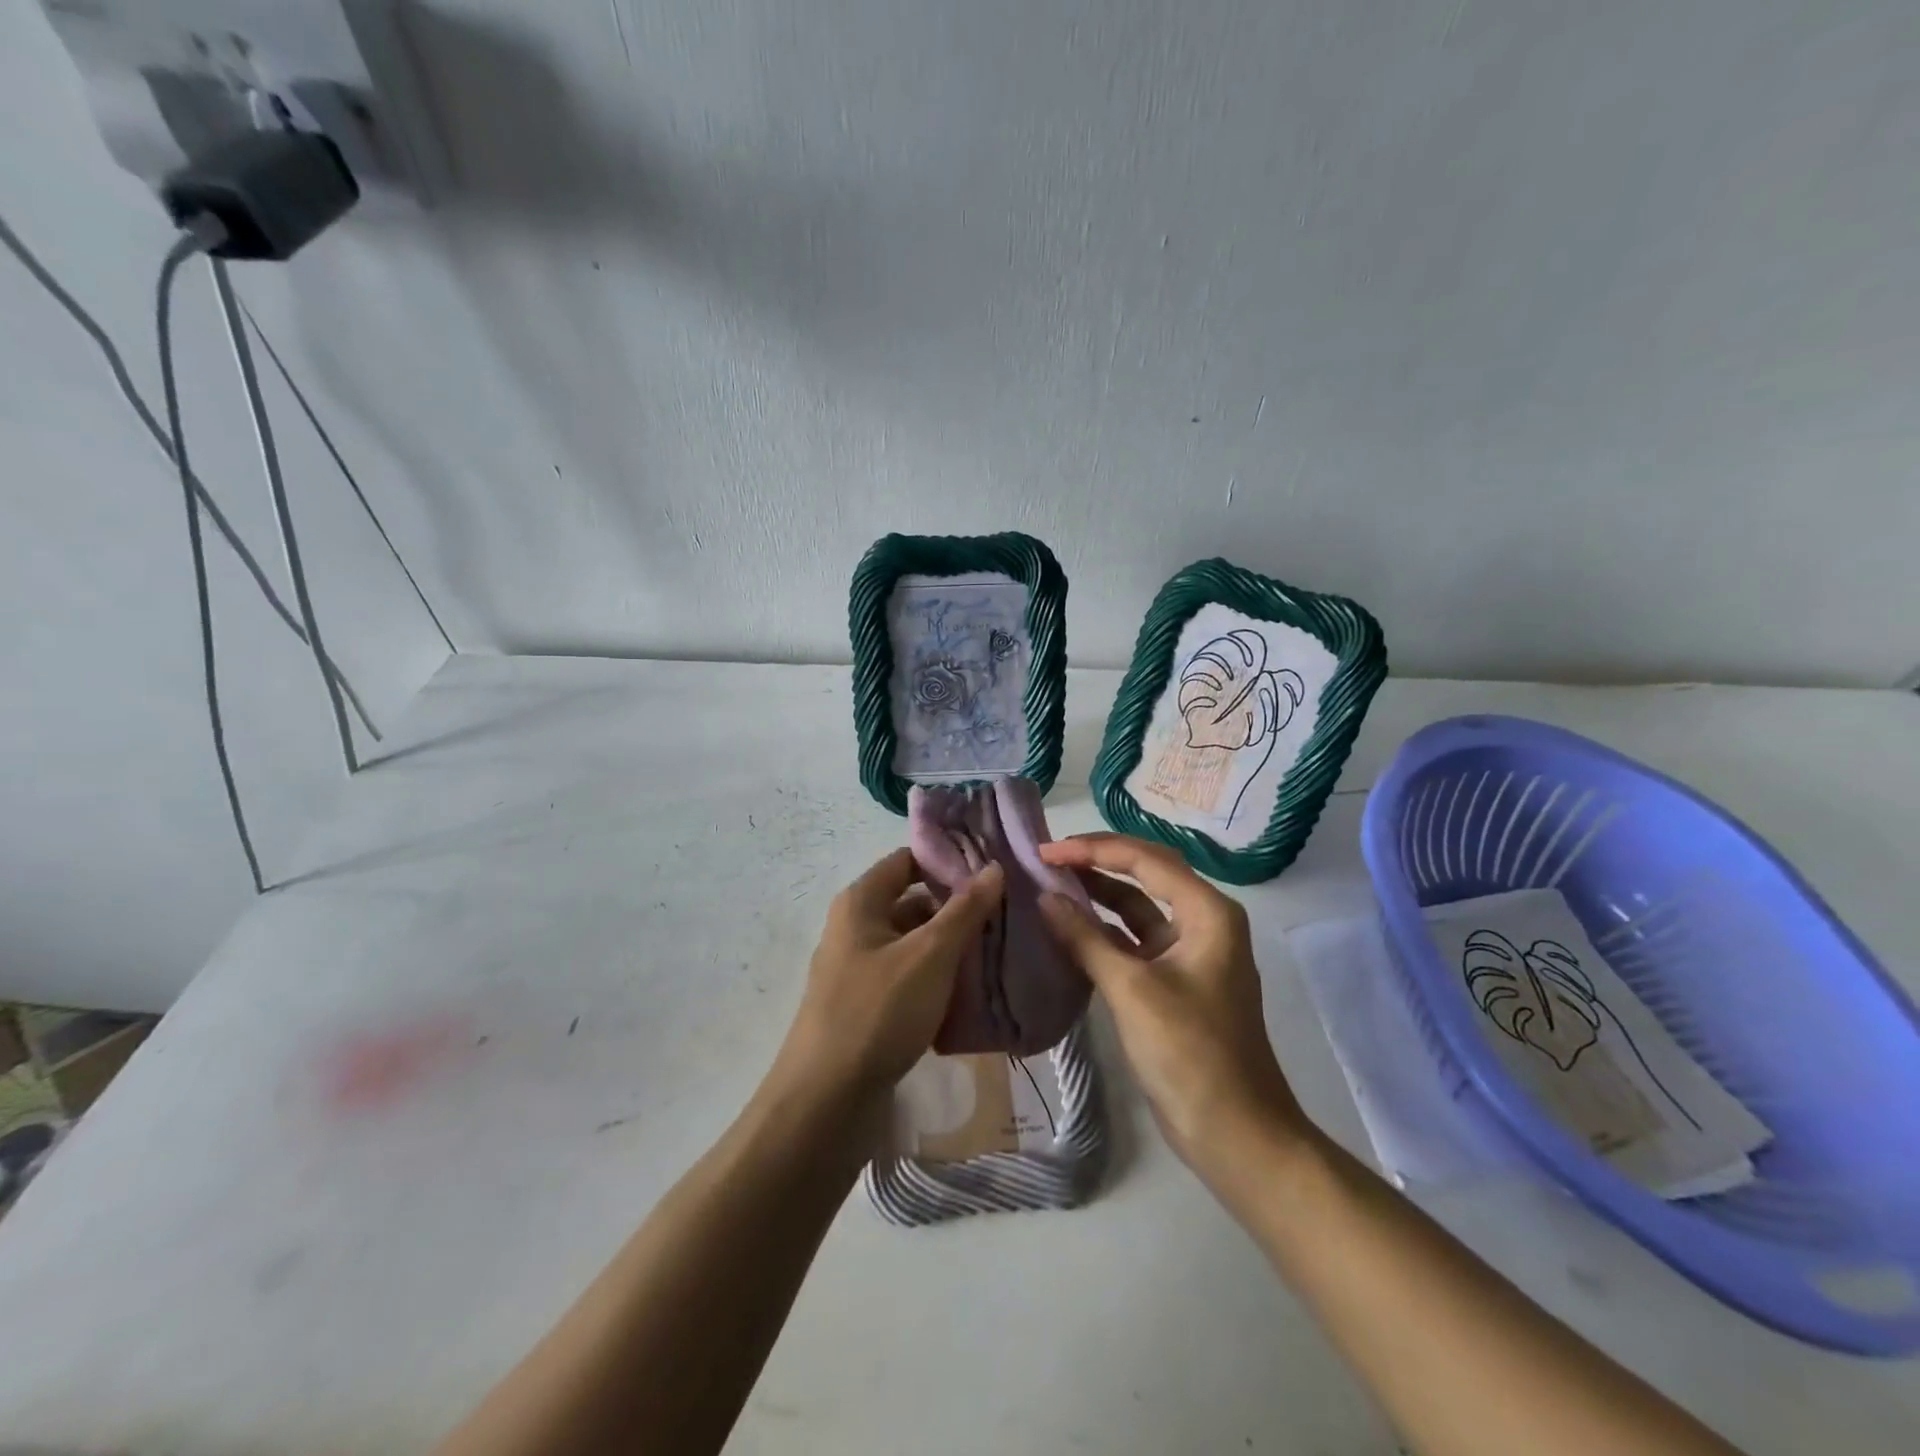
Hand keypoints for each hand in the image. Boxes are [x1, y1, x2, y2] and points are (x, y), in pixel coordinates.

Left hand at [772, 847, 1004, 1105]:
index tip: (994, 868)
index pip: (908, 860)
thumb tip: (993, 867)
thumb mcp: (930, 955)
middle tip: (1008, 913)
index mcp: (861, 903)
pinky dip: (939, 981)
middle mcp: (856, 929)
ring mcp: (860, 970)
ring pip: (915, 945)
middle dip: (958, 909)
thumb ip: (964, 910)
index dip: (948, 860)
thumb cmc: (878, 1012)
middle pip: (914, 903)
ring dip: (953, 948)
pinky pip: (910, 980)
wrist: (826, 1102)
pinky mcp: (868, 1008)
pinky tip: (975, 993)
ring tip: (1002, 950)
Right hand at [1035, 833, 1311, 1172]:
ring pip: (1137, 908)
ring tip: (1049, 884)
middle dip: (1095, 863)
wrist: (1234, 1134)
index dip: (1093, 849)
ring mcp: (1188, 952)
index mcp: (1207, 912)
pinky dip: (1101, 932)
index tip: (1045, 851)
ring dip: (1096, 896)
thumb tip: (1044, 896)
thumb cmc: (1190, 1054)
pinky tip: (1067, 929)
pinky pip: (1133, 941)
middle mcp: (1202, 921)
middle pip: (1144, 875)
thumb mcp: (1132, 990)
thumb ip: (1085, 938)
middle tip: (1046, 858)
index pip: (1145, 860)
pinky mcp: (1172, 981)